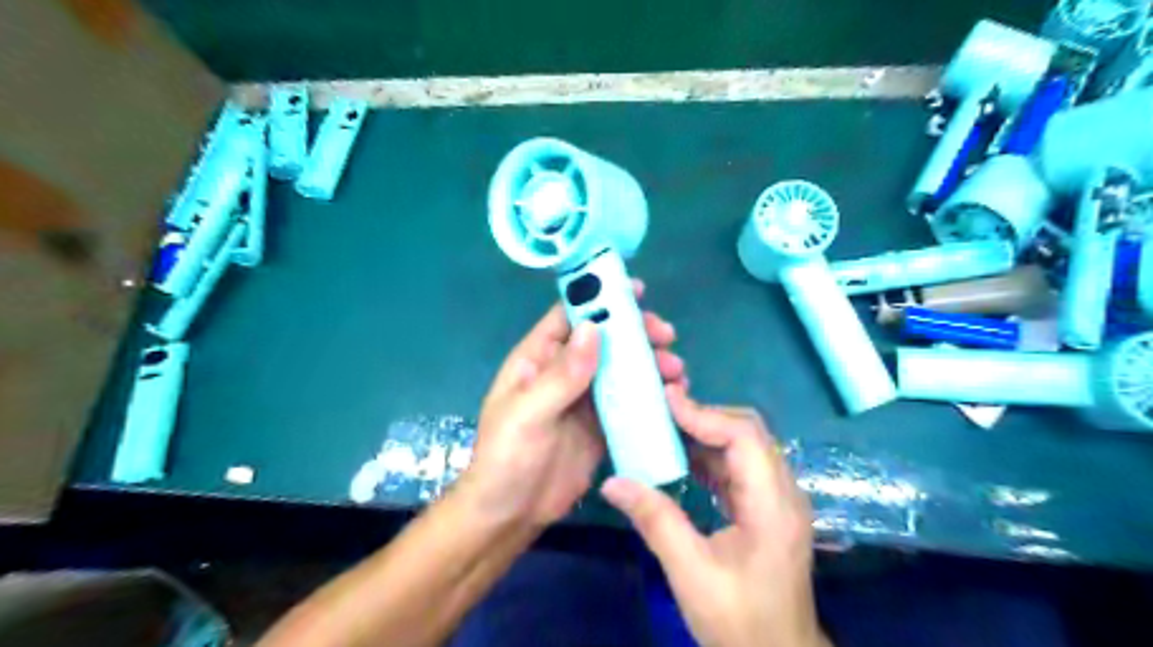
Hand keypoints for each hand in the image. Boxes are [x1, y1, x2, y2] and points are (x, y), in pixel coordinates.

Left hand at [463, 279, 687, 527]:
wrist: (510, 514)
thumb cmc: (506, 459)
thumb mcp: (528, 414)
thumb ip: (561, 375)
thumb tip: (594, 328)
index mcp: (537, 359)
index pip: (569, 317)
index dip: (599, 299)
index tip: (636, 292)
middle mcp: (563, 372)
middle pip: (604, 340)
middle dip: (635, 333)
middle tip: (666, 337)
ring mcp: (584, 399)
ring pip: (621, 369)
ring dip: (649, 364)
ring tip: (676, 370)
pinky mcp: (600, 425)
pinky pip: (628, 401)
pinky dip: (650, 394)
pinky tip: (671, 397)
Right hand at [593, 384, 829, 646]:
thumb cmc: (739, 622)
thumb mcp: (691, 573)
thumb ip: (655, 521)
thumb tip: (613, 482)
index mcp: (773, 506)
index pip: (745, 437)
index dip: (705, 413)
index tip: (666, 401)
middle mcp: (783, 492)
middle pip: (749, 432)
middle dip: (705, 416)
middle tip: (661, 409)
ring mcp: (778, 499)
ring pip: (745, 446)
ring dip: (706, 433)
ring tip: (664, 426)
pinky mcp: (768, 508)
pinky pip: (739, 467)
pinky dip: (710, 456)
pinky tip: (681, 458)